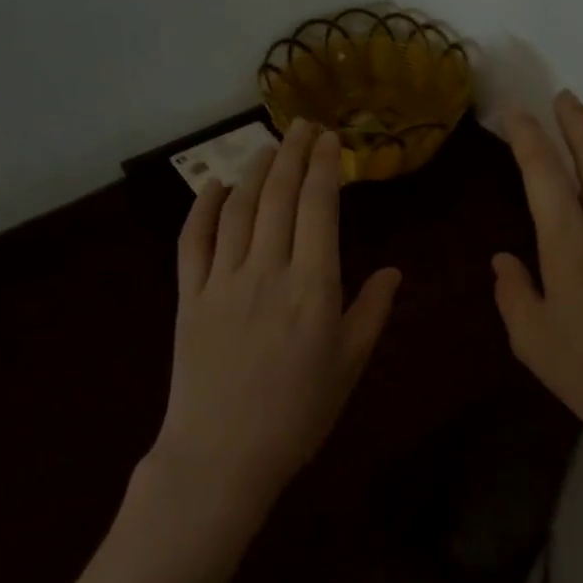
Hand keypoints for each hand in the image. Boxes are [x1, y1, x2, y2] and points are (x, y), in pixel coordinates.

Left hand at [153, 119, 401, 511]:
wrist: (222, 456)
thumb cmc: (298, 415)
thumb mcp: (349, 366)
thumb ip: (372, 312)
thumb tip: (393, 271)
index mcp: (313, 287)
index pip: (318, 209)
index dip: (325, 168)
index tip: (330, 139)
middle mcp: (267, 271)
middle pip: (278, 197)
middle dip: (293, 154)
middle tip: (302, 125)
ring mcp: (222, 281)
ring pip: (238, 210)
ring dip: (254, 171)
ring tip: (268, 146)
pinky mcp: (189, 296)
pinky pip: (193, 241)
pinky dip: (202, 208)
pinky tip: (213, 186)